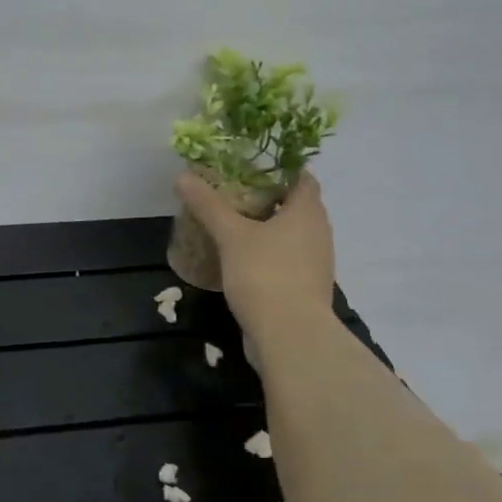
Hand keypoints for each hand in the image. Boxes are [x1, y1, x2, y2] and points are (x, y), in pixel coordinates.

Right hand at [175, 171, 335, 336]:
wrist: (290, 335)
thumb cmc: (265, 274)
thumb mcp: (231, 235)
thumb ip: (208, 205)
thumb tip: (182, 176)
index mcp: (307, 212)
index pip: (301, 177)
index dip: (279, 167)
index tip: (249, 166)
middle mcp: (319, 233)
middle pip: (295, 205)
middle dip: (266, 198)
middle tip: (232, 192)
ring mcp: (315, 263)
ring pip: (290, 235)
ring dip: (266, 228)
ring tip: (232, 224)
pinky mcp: (305, 288)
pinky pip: (286, 259)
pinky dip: (267, 254)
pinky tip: (240, 259)